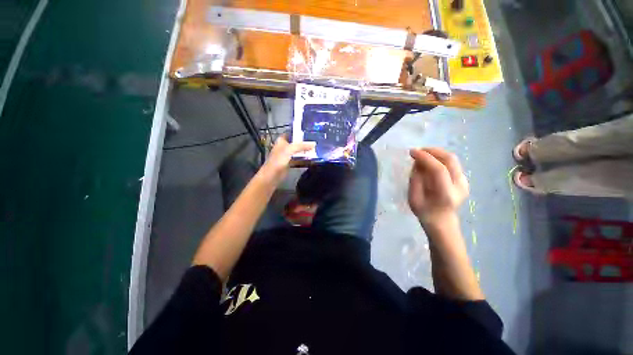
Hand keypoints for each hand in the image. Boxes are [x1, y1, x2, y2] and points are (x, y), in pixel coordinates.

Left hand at [259, 135, 314, 184]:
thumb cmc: (278, 160)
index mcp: (281, 141)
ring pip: (298, 151)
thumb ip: (301, 146)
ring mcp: (287, 156)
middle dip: (304, 142)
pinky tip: (311, 159)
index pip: (291, 133)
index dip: (298, 132)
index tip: (309, 131)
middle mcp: (284, 147)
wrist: (272, 175)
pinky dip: (304, 159)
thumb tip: (313, 144)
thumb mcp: (290, 149)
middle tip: (315, 141)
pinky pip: (298, 159)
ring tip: (315, 149)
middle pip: (296, 143)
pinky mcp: (290, 163)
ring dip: (305, 151)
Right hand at [408, 148, 468, 225]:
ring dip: (436, 153)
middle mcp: (459, 186)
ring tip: (422, 154)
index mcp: (446, 193)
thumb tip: (417, 162)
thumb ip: (415, 179)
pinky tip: (430, 161)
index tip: (412, 152)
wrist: (442, 222)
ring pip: (452, 159)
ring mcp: (464, 182)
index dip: (425, 157)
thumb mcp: (413, 198)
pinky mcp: (464, 180)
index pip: (438, 169)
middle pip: (450, 159)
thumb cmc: (424, 212)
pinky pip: (452, 164)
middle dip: (432, 151)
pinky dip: (440, 158)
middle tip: (418, 150)